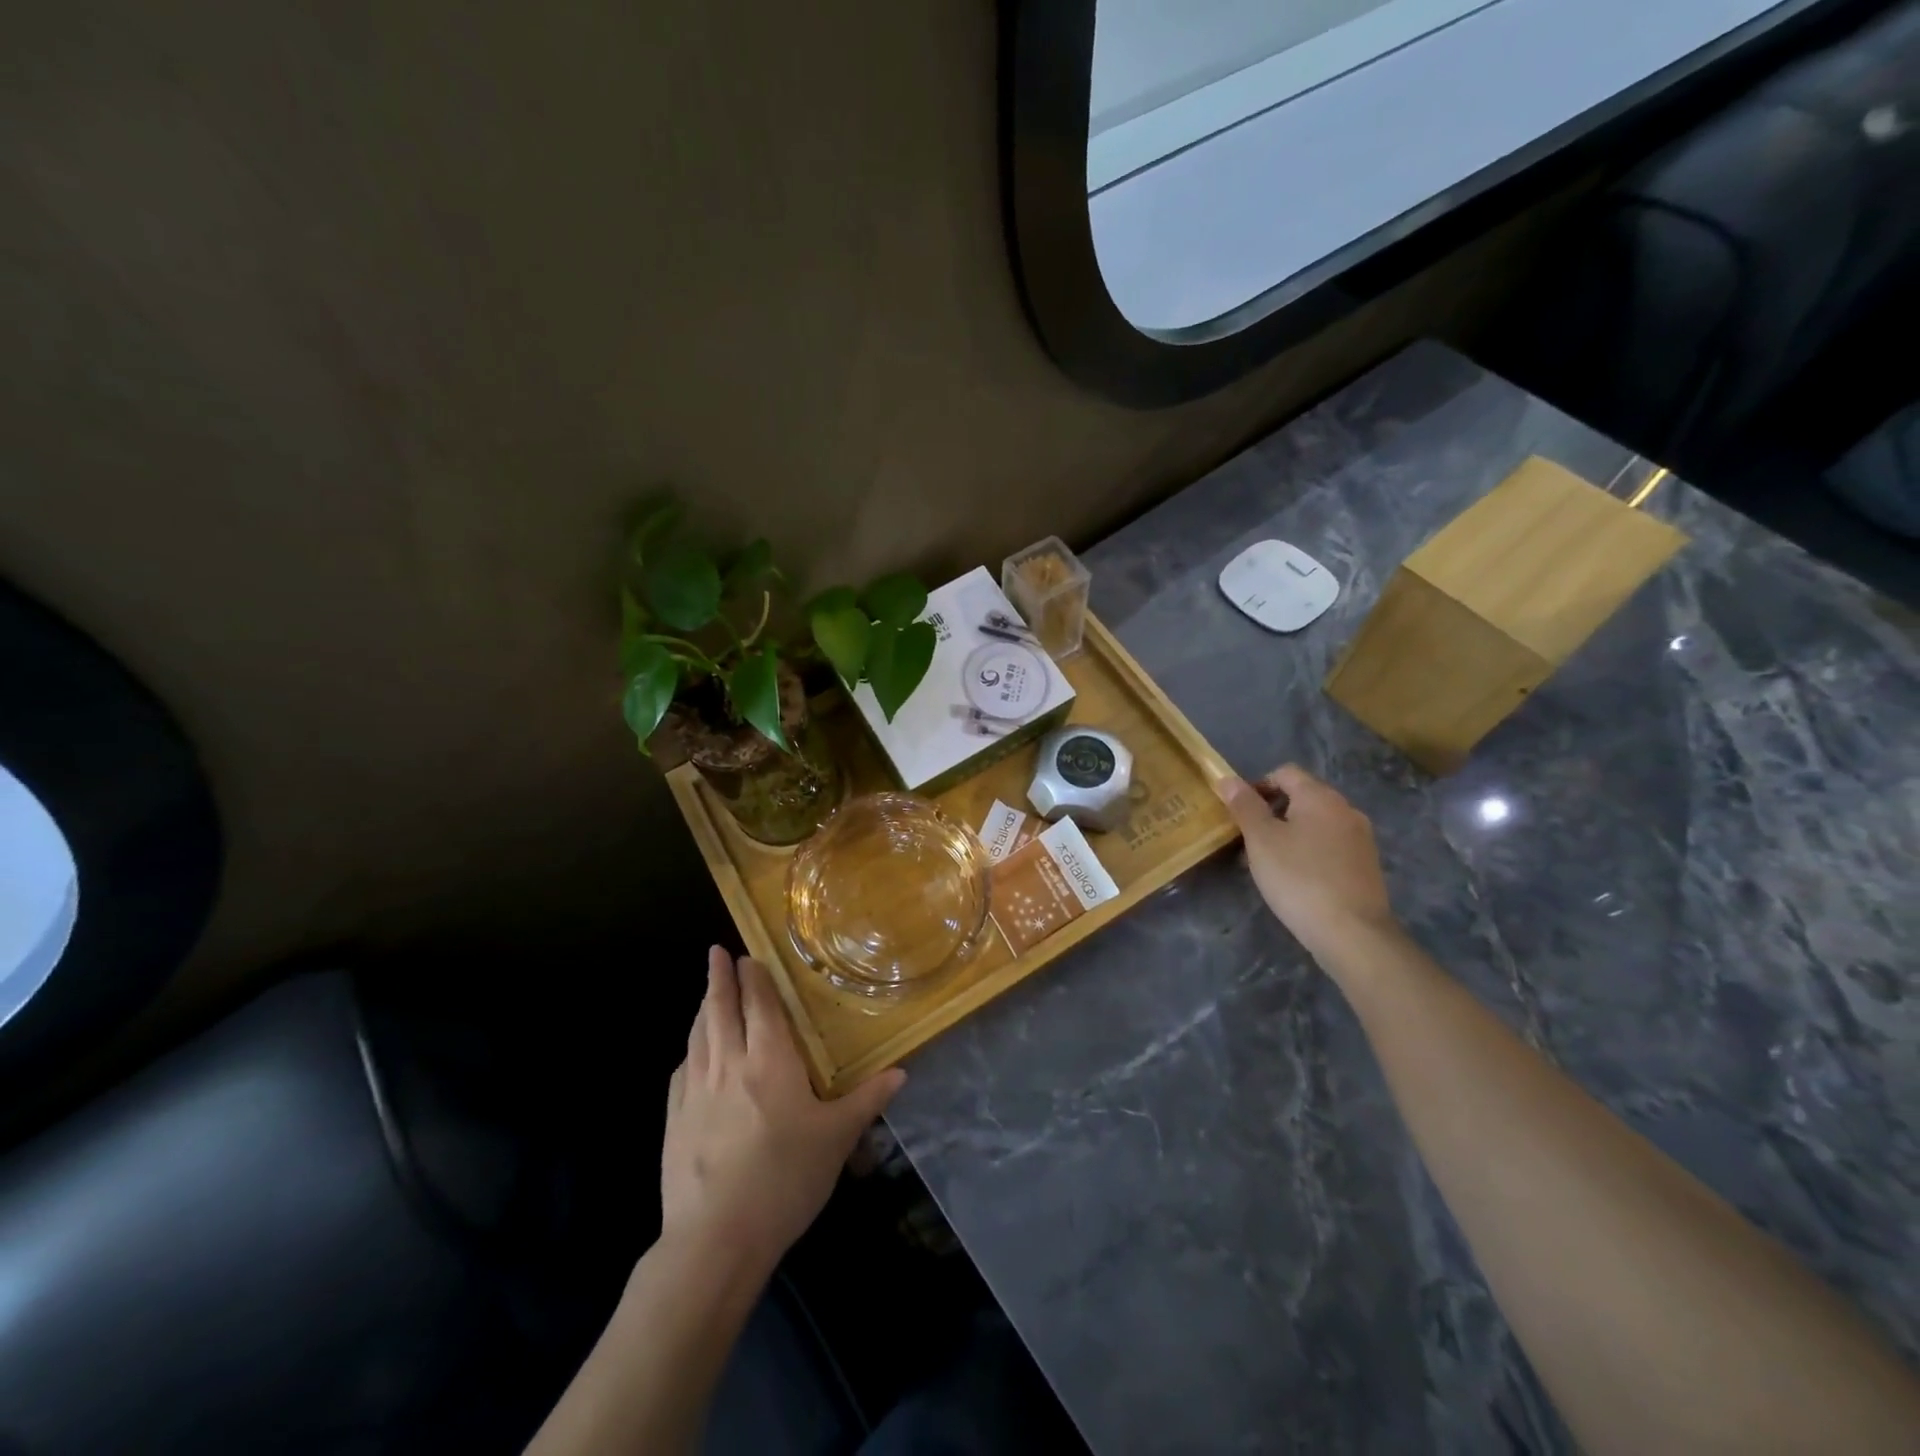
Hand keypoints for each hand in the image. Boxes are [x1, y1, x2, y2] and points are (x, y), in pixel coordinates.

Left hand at [660, 948, 905, 1278]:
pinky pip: (681, 1071)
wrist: (716, 1239)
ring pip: (697, 1036)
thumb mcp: (837, 1139)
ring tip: (707, 994)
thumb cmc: (785, 1179)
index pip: (760, 1005)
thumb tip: (901, 1072)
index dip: (753, 977)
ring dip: (703, 1008)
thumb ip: (867, 1100)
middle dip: (720, 978)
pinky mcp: (674, 1121)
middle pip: (721, 1010)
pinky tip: (690, 1055)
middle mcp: (728, 1064)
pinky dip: (688, 1051)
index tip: (747, 954)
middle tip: (716, 953)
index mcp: (770, 1060)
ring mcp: (695, 1092)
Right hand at [1214, 764, 1398, 964]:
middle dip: (1273, 812)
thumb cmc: (1298, 878)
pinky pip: (1331, 846)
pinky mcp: (1367, 865)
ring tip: (1271, 863)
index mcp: (1320, 797)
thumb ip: (1244, 806)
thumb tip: (1227, 778)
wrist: (1352, 932)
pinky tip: (1298, 879)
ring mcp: (1361, 838)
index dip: (1258, 786)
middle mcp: (1346, 809)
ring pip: (1317, 823)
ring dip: (1291, 833)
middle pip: (1303, 797)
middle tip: (1250, 840)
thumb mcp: (1261, 840)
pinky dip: (1311, 852)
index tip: (1240, 813)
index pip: (1285, 773)